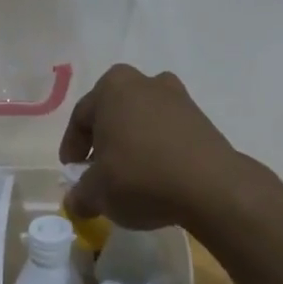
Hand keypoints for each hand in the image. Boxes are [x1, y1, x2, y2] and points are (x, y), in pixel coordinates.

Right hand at [58, 65, 247, 230]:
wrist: (210, 186)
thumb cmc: (140, 177)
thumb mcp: (98, 193)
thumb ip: (80, 195)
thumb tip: (76, 201)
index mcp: (112, 87)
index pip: (81, 117)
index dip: (72, 147)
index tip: (72, 171)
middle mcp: (145, 82)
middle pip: (113, 114)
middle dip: (104, 141)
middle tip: (98, 170)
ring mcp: (178, 97)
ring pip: (142, 121)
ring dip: (132, 144)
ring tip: (129, 176)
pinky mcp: (201, 119)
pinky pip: (167, 132)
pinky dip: (157, 149)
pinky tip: (156, 176)